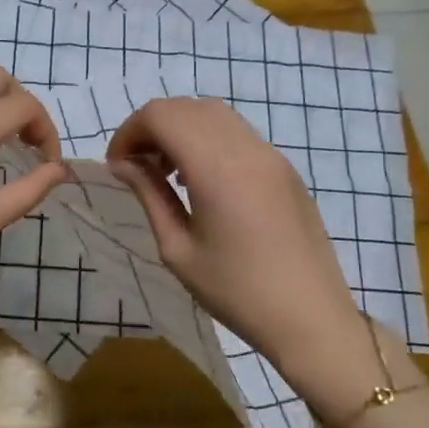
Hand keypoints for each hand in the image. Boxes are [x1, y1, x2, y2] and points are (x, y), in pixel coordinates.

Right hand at [106, 98, 387, 401]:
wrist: (311, 319)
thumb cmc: (237, 292)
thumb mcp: (178, 249)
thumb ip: (149, 195)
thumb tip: (124, 164)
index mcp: (216, 168)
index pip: (161, 116)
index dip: (129, 131)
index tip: (116, 165)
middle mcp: (246, 149)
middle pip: (187, 108)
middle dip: (152, 128)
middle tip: (136, 167)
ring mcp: (271, 156)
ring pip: (215, 115)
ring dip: (181, 130)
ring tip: (166, 173)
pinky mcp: (285, 169)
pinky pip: (238, 135)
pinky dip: (208, 140)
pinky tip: (201, 181)